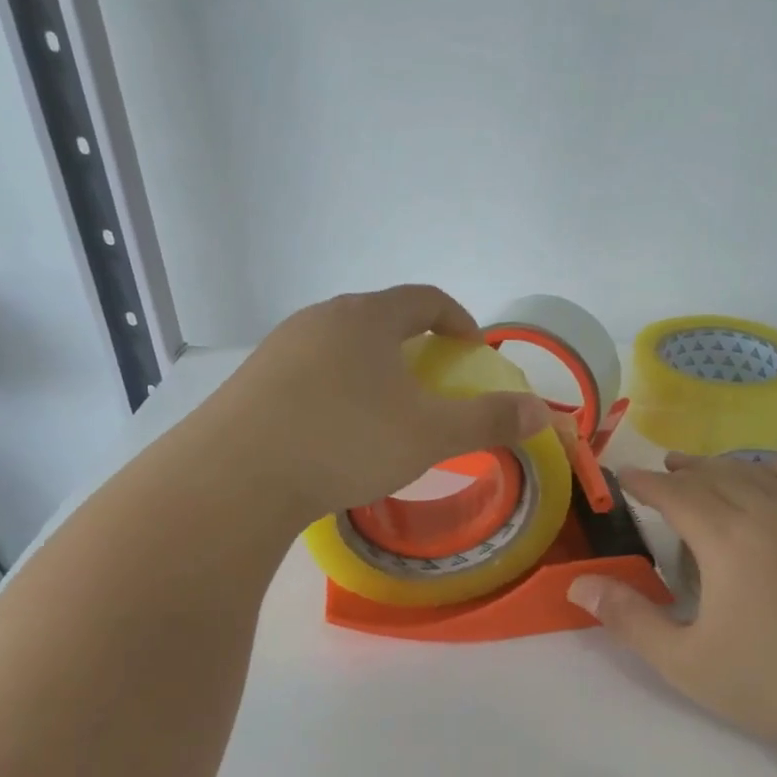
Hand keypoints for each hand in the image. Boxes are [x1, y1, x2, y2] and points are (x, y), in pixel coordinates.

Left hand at [205, 285, 547, 525]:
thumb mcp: (429, 435)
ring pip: (342, 347)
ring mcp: (280, 348)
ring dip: (373, 369)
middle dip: (415, 346)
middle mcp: (321, 319)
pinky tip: (336, 433)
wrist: (236, 477)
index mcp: (368, 318)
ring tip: (385, 411)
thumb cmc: (346, 441)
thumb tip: (540, 412)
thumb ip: (487, 420)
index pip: (425, 299)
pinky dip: (338, 390)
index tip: (472, 351)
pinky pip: (310, 373)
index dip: (458, 320)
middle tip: (432, 383)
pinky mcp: (253, 381)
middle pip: (381, 319)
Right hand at [567, 452, 776, 760]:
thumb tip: (578, 584)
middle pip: (714, 476)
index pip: (676, 495)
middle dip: (680, 472)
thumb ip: (627, 617)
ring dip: (720, 466)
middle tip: (656, 474)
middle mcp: (768, 513)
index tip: (622, 478)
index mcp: (727, 540)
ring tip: (698, 470)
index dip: (645, 484)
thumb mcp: (681, 659)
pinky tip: (763, 474)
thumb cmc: (762, 684)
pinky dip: (773, 467)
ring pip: (754, 472)